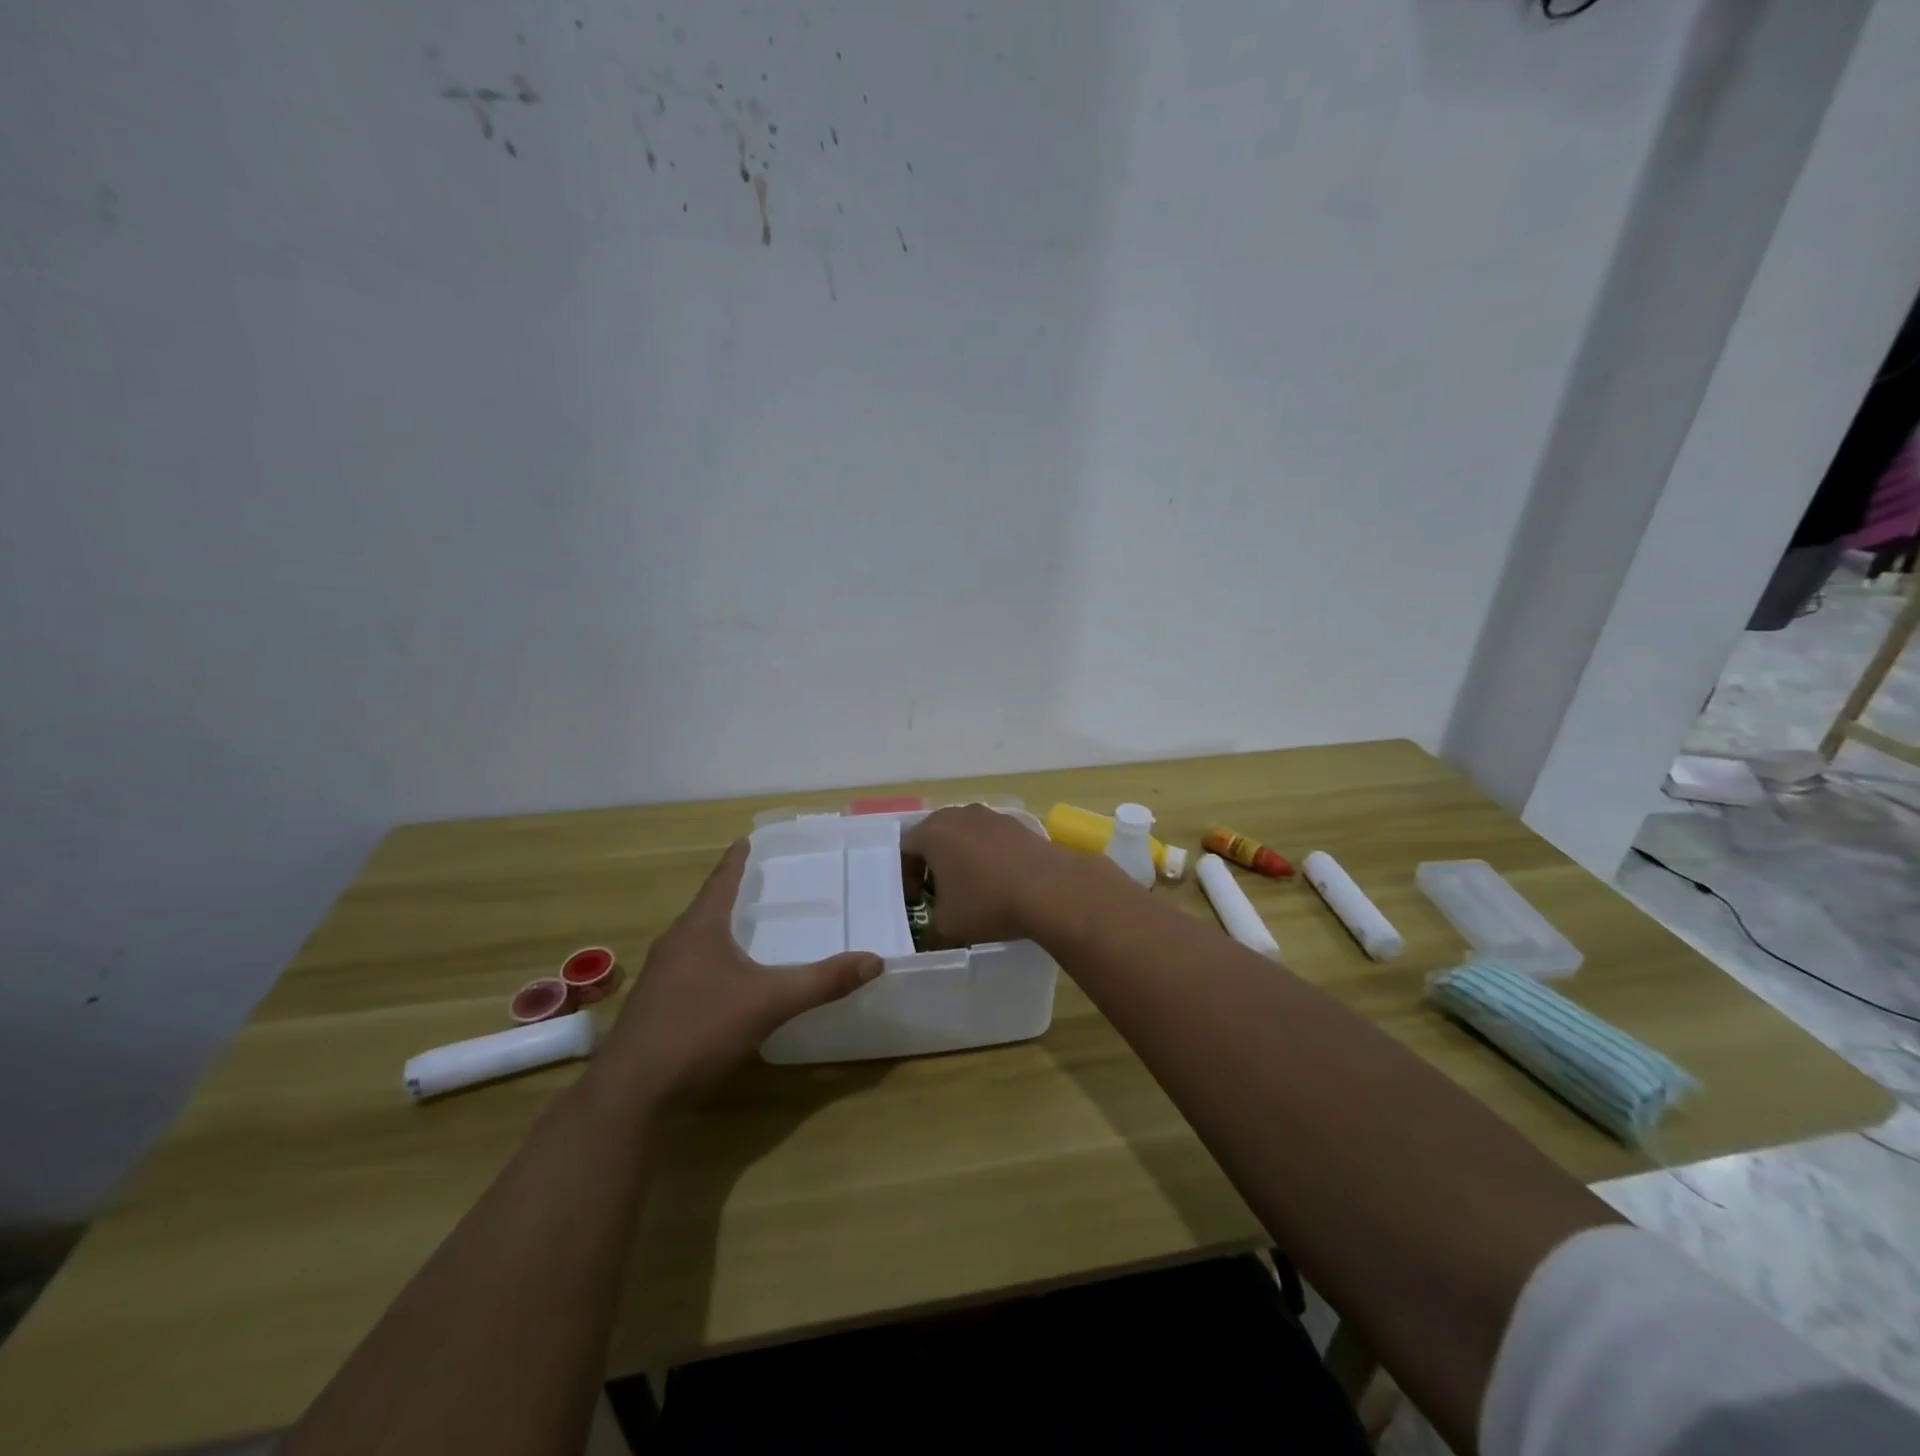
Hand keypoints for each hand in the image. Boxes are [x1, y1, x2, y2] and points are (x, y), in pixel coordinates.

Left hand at [590, 840, 882, 1108]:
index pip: (721, 882)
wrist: (633, 1091)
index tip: (744, 839)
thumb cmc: (700, 1028)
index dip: (736, 861)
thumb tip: (875, 960)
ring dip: (718, 929)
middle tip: (756, 883)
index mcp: (699, 929)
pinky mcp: (654, 1006)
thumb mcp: (770, 1002)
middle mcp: (675, 944)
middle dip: (729, 894)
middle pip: (705, 908)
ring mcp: (659, 976)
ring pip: (694, 940)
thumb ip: (822, 981)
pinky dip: (710, 960)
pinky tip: (724, 981)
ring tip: (742, 927)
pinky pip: (688, 968)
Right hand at [901, 803, 1108, 946]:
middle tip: (936, 893)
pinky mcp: (1017, 824)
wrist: (1050, 889)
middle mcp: (959, 815)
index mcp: (933, 833)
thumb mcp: (948, 928)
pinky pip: (990, 838)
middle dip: (932, 864)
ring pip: (964, 835)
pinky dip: (986, 856)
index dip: (905, 877)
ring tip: (969, 888)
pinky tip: (998, 881)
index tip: (915, 902)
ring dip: (960, 858)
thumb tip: (926, 940)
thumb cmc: (987, 903)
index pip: (905, 849)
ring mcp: (991, 816)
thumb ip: (928, 933)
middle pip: (934, 836)